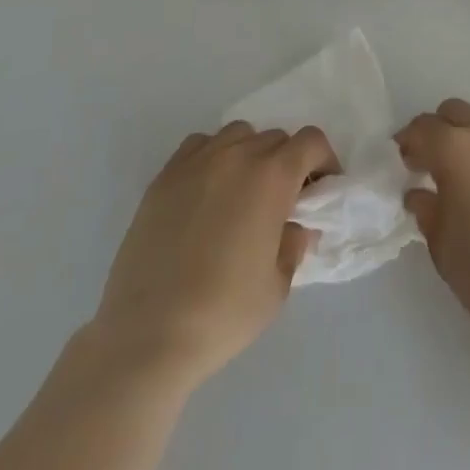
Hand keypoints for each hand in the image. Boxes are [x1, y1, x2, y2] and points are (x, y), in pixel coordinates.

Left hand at [91, 122, 338, 388]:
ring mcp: (196, 162)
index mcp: (272, 177)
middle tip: (283, 200)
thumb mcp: (278, 286)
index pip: (311, 141)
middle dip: (288, 162)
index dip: (323, 161)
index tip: (321, 190)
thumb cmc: (223, 313)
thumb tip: (295, 226)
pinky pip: (199, 146)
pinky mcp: (164, 177)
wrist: (146, 335)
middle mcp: (237, 156)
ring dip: (250, 153)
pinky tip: (208, 191)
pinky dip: (213, 156)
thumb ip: (294, 244)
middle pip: (275, 137)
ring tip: (243, 192)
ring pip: (238, 134)